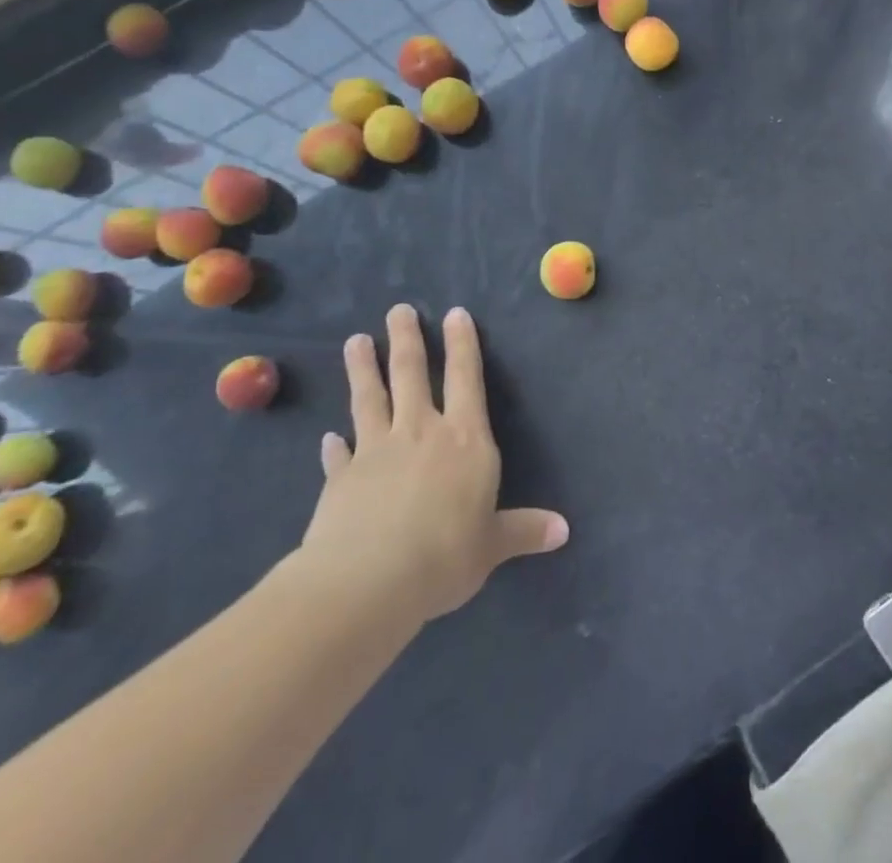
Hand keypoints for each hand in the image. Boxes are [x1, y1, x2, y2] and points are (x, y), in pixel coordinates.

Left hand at [294, 305, 567, 623]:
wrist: (369, 581)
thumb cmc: (445, 554)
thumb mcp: (492, 545)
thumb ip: (524, 530)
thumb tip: (564, 530)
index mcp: (465, 439)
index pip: (466, 379)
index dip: (462, 344)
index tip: (454, 313)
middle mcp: (421, 432)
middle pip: (412, 374)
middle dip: (406, 339)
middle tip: (398, 310)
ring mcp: (377, 450)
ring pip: (370, 398)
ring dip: (363, 368)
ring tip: (355, 341)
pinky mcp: (342, 478)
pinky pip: (338, 455)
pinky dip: (334, 445)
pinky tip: (327, 437)